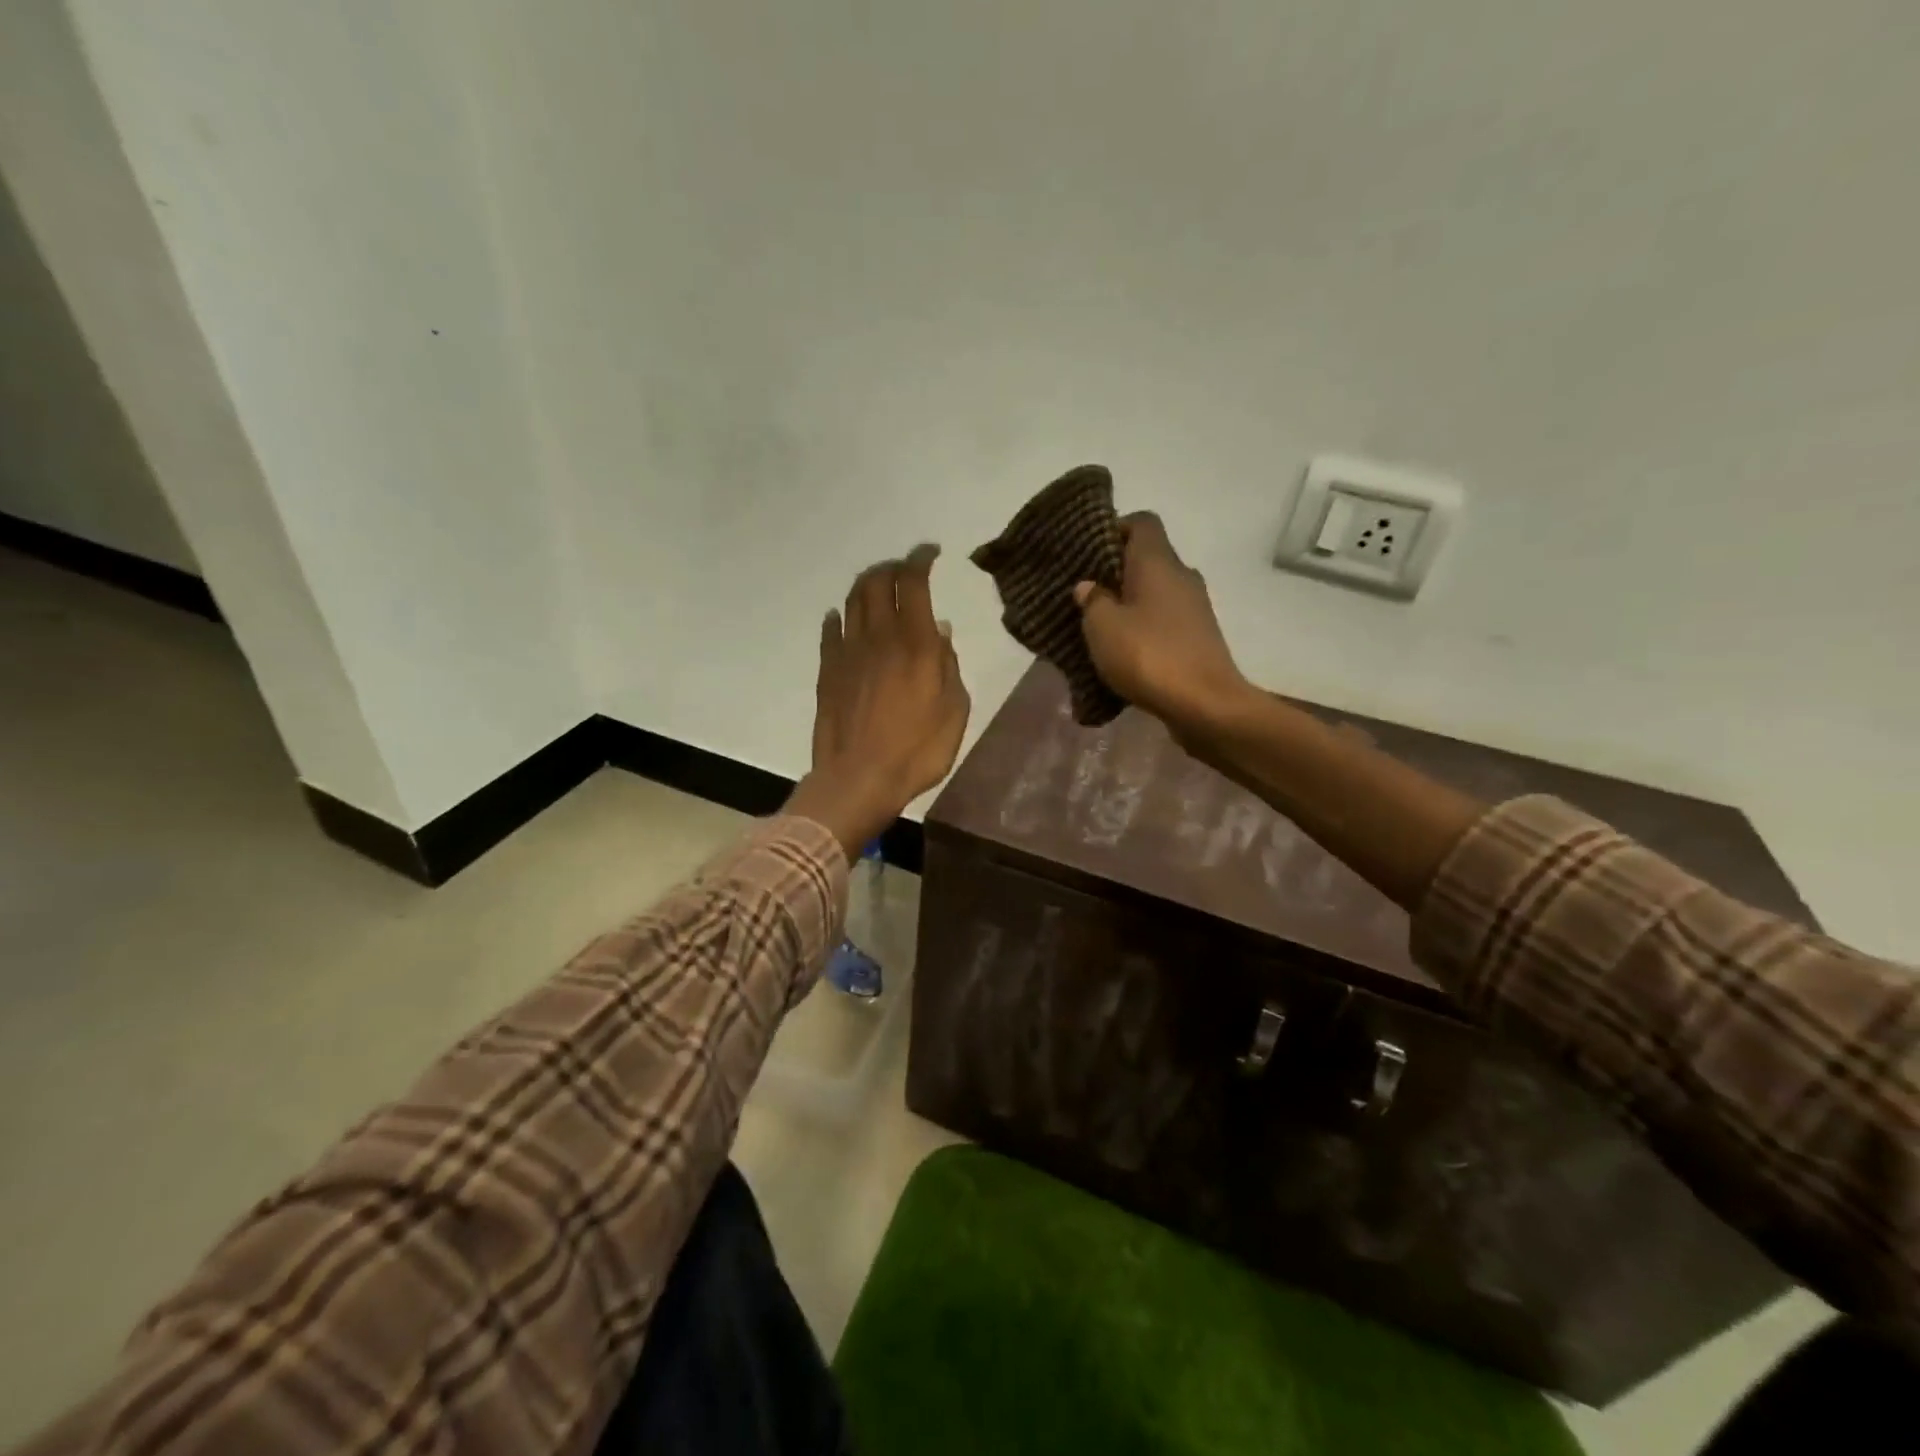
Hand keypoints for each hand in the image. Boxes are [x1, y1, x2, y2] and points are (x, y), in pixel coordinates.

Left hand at [785, 545, 970, 859]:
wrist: (858, 780)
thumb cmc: (917, 751)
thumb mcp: (954, 711)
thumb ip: (948, 665)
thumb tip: (939, 629)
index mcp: (916, 644)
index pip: (914, 583)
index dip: (921, 559)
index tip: (930, 553)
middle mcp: (879, 638)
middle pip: (878, 583)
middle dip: (892, 567)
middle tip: (905, 570)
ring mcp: (848, 653)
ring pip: (853, 601)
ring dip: (866, 585)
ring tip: (878, 585)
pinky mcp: (827, 671)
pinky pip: (830, 632)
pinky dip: (838, 617)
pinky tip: (841, 617)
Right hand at [1073, 513, 1249, 739]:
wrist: (1205, 705)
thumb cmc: (1149, 655)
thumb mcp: (1103, 627)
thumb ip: (1092, 601)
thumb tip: (1089, 586)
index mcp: (1158, 562)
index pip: (1141, 523)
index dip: (1114, 529)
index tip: (1089, 553)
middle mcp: (1181, 576)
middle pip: (1148, 559)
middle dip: (1116, 573)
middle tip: (1086, 594)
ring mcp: (1195, 608)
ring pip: (1156, 593)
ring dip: (1130, 605)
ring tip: (1100, 628)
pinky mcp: (1199, 638)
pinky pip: (1165, 622)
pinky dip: (1145, 630)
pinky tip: (1124, 653)